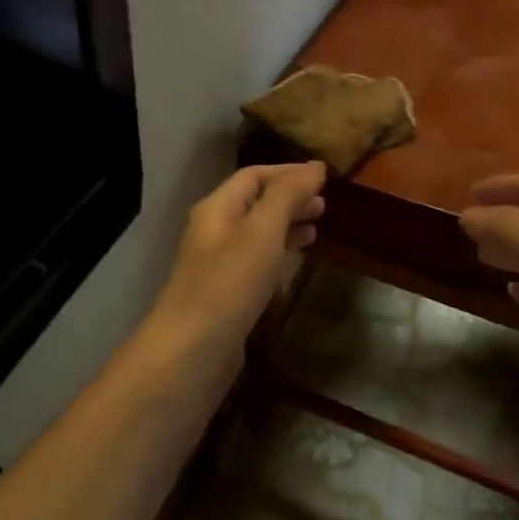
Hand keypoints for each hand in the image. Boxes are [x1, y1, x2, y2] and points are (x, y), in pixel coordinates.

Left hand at [152, 162, 325, 354]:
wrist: (192, 353)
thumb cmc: (228, 286)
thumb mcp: (261, 232)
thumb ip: (287, 196)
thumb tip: (315, 166)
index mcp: (217, 209)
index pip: (254, 176)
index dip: (289, 172)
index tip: (324, 175)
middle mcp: (215, 231)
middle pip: (255, 203)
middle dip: (290, 198)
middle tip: (326, 204)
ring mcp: (220, 265)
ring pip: (258, 233)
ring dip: (287, 225)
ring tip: (319, 227)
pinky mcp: (228, 294)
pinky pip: (258, 262)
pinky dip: (280, 253)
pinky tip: (297, 261)